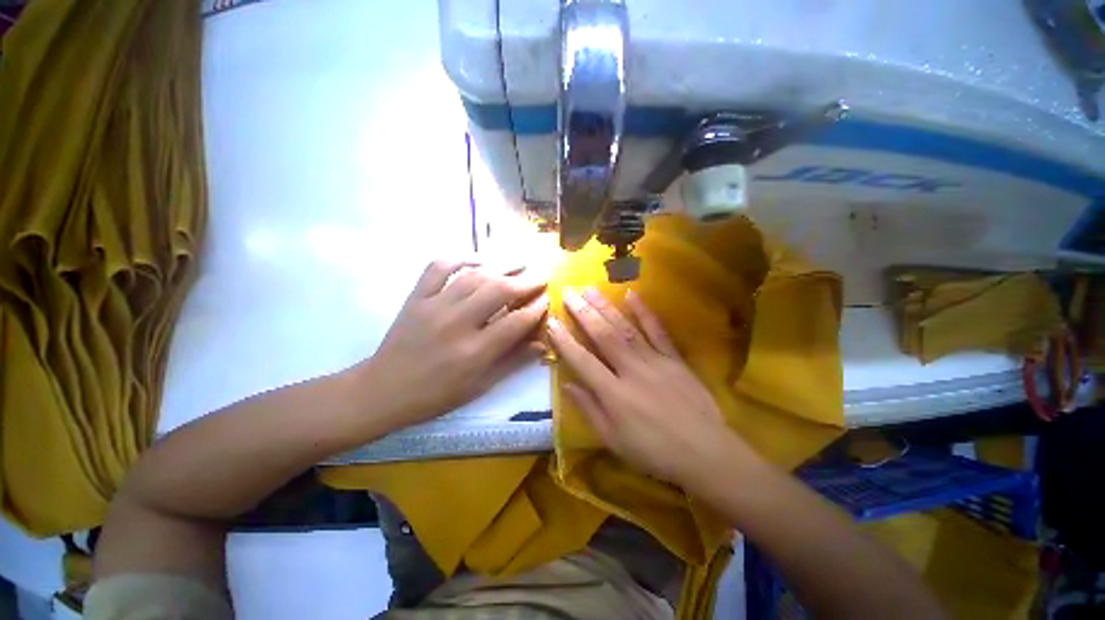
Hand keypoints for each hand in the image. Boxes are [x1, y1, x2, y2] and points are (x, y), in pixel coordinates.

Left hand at [363, 260, 546, 424]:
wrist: (383, 390)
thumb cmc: (436, 395)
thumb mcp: (480, 385)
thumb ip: (513, 362)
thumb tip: (542, 344)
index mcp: (474, 352)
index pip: (516, 321)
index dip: (537, 307)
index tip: (547, 298)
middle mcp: (457, 324)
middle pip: (499, 291)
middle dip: (526, 281)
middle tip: (540, 277)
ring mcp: (434, 306)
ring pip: (474, 276)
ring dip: (501, 266)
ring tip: (520, 263)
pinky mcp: (416, 297)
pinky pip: (439, 267)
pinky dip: (460, 257)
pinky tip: (478, 259)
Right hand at [546, 288, 753, 486]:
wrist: (705, 452)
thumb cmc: (654, 451)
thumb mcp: (613, 441)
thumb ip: (589, 410)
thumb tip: (567, 385)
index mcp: (613, 393)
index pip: (582, 361)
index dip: (565, 341)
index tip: (552, 322)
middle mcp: (631, 370)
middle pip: (603, 336)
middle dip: (583, 313)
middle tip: (569, 293)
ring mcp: (654, 361)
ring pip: (626, 328)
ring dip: (606, 307)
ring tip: (590, 289)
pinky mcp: (673, 358)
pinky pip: (657, 331)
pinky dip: (644, 312)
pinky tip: (631, 295)